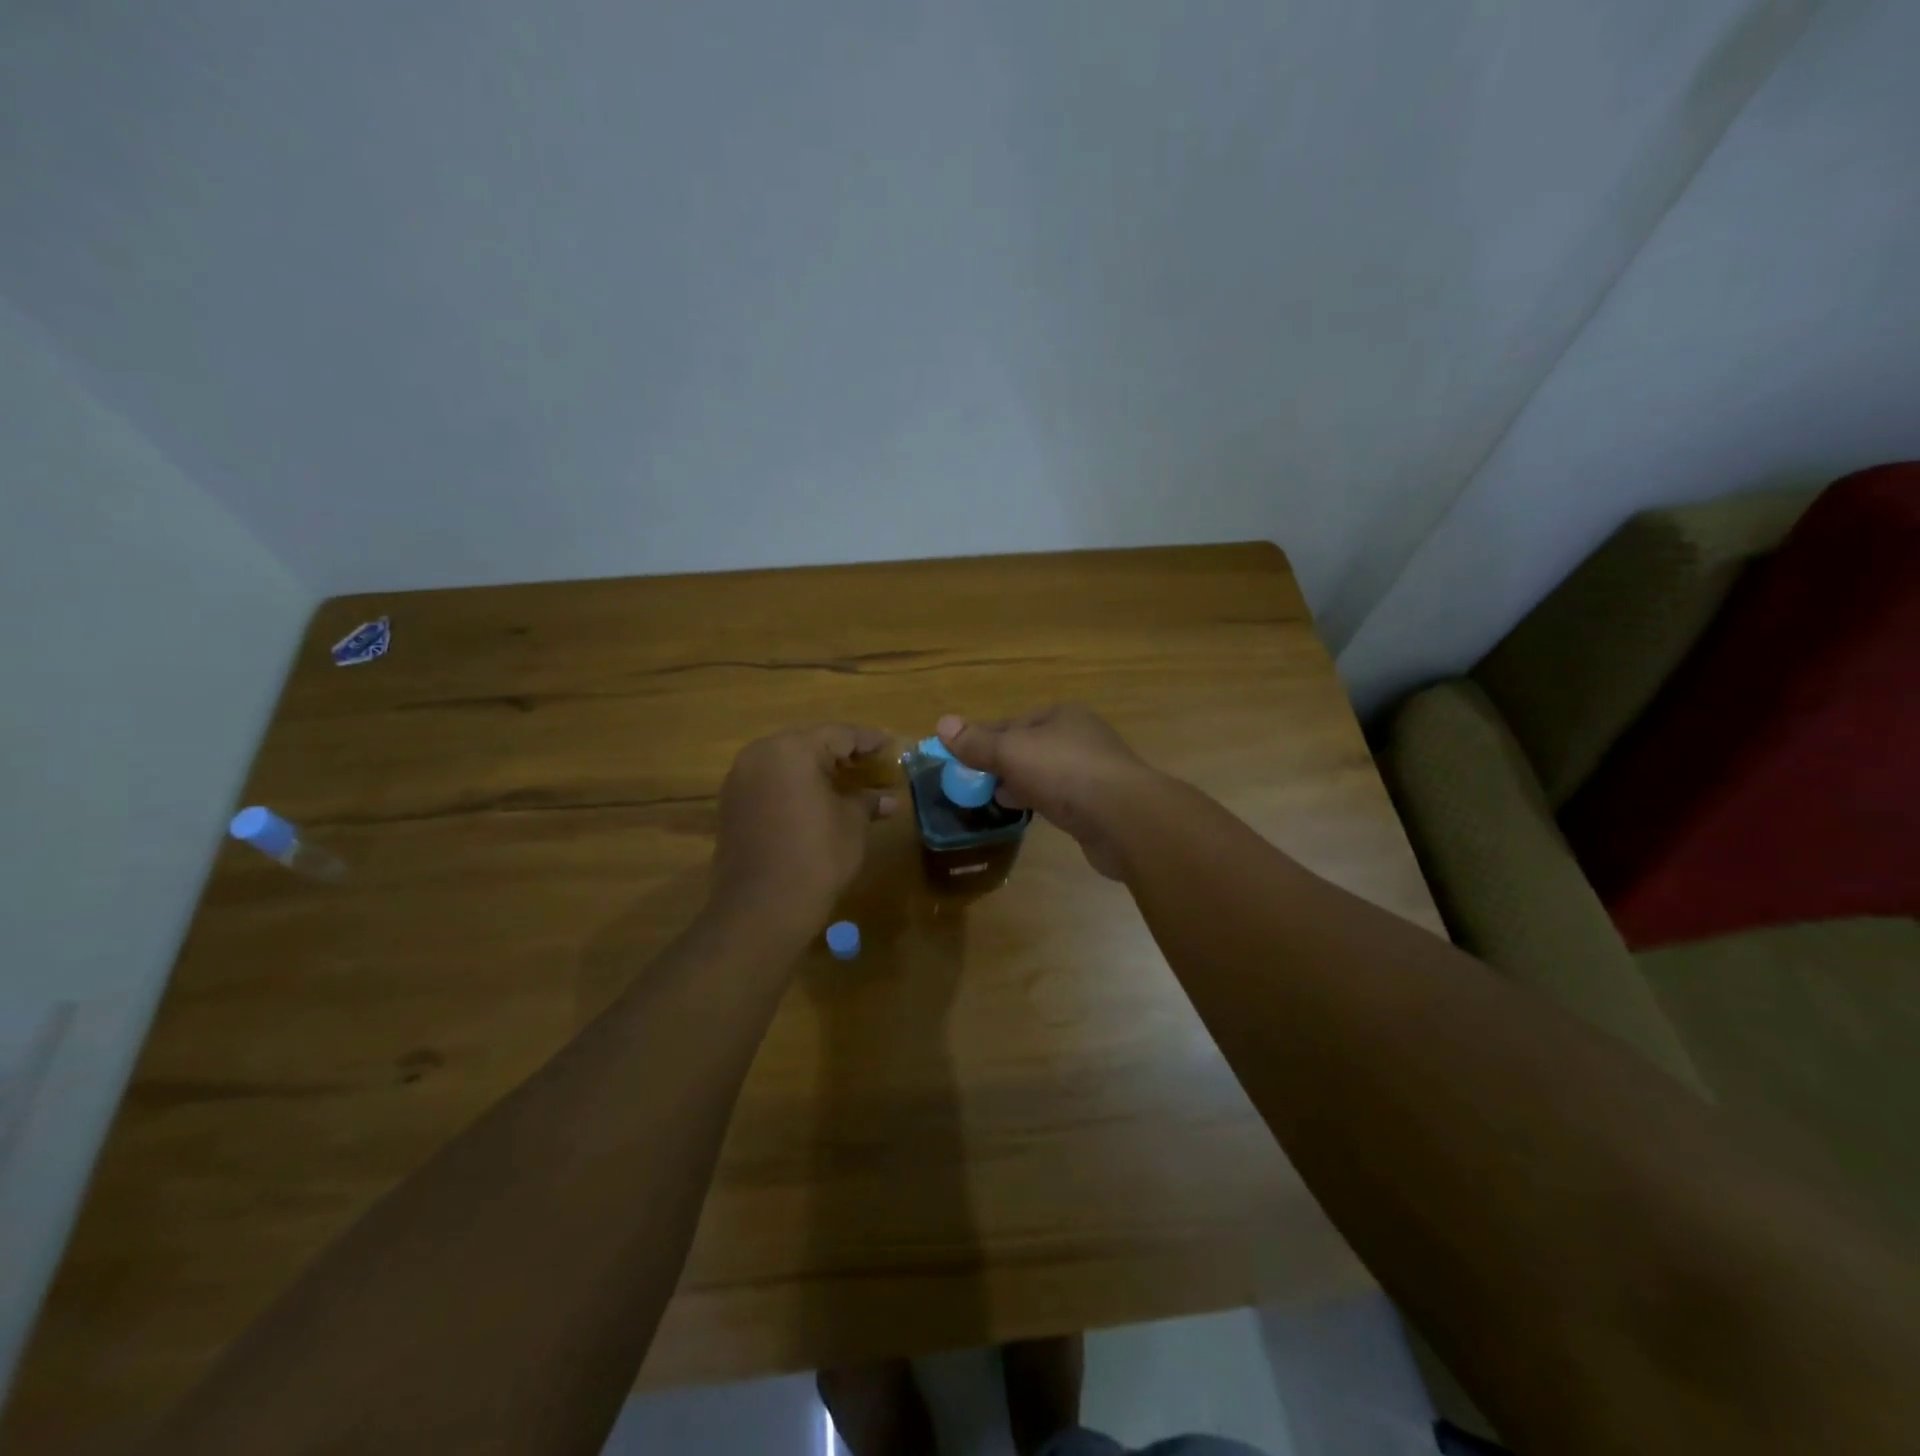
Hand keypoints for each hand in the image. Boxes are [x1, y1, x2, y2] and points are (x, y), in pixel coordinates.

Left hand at [714, 725, 897, 922]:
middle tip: (869, 760)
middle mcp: (760, 754)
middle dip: (840, 751)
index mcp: (793, 750)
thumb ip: (868, 802)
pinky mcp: (731, 804)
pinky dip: (793, 784)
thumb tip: (889, 800)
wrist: (761, 908)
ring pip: (786, 761)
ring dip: (814, 767)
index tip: (890, 745)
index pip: (839, 734)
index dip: (868, 740)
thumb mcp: (852, 824)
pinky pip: (769, 781)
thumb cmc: (816, 857)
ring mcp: (740, 779)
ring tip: (845, 778)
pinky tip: (814, 799)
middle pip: (809, 742)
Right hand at [936, 706, 1157, 879]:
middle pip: (1028, 747)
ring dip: (1019, 783)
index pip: (1011, 723)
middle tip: (973, 784)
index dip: (982, 739)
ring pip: (1044, 773)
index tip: (958, 760)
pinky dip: (1040, 800)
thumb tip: (942, 723)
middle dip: (1000, 763)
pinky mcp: (1098, 803)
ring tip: (993, 799)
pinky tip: (1026, 813)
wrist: (1124, 818)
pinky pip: (1059, 796)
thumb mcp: (1012, 752)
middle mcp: (1079, 737)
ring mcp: (1092, 770)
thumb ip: (977, 742)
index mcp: (1061, 716)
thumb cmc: (1064, 772)